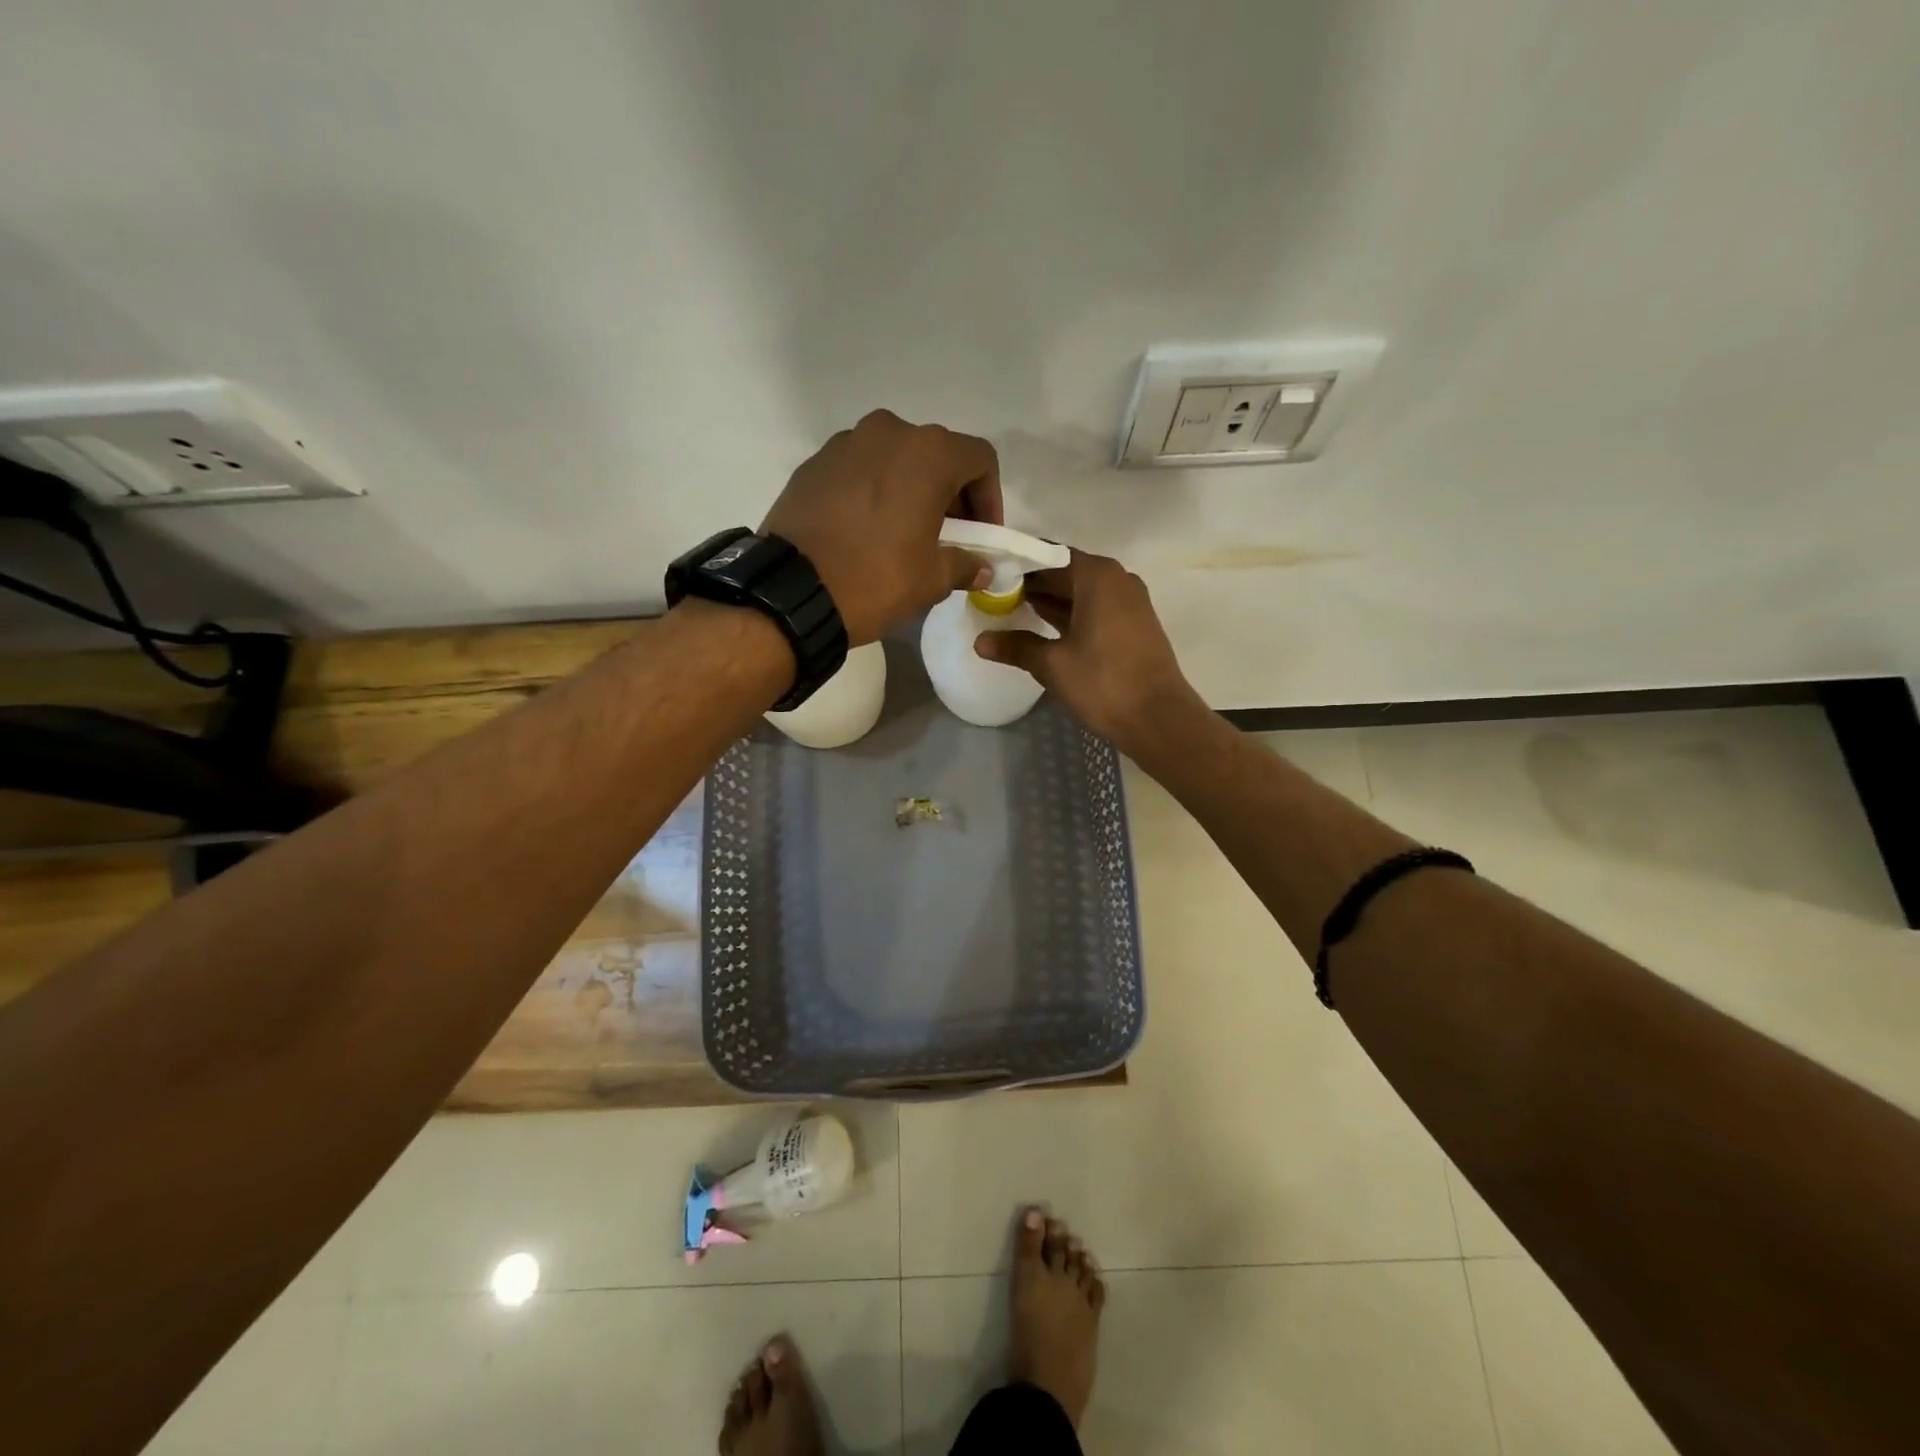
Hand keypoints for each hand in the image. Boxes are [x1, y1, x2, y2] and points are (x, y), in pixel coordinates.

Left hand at [761, 410, 1000, 645]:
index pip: (979, 459)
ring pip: (895, 458)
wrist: (792, 592)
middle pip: (936, 454)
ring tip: (904, 532)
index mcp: (927, 453)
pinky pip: (859, 469)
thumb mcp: (931, 579)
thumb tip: (983, 567)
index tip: (982, 534)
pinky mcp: (813, 464)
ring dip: (910, 488)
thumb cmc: (876, 579)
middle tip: (949, 535)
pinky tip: (866, 530)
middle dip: (950, 493)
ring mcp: (845, 444)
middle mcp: (888, 432)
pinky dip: (873, 491)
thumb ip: (966, 564)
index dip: (989, 497)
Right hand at [975, 549, 1203, 752]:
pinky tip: (1041, 630)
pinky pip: (1093, 608)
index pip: (1047, 555)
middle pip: (1064, 572)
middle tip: (992, 596)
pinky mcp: (1133, 624)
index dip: (1017, 565)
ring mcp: (1129, 602)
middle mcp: (1116, 579)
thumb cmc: (1104, 682)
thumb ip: (1016, 646)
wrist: (1158, 718)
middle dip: (1031, 585)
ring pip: (1079, 592)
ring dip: (1048, 601)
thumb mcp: (1052, 664)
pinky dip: (1068, 615)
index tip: (989, 575)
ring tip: (1008, 612)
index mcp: (1097, 575)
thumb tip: (979, 641)